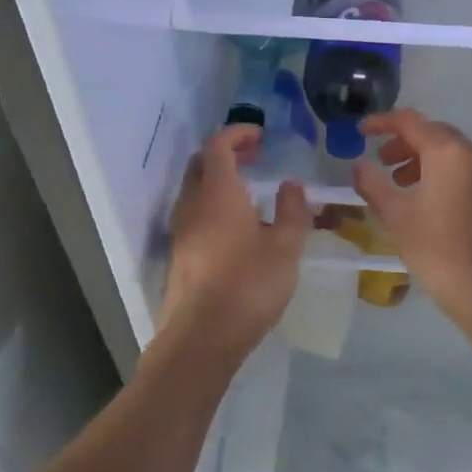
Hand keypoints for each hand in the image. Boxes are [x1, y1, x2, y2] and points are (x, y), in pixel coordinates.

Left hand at [160, 125, 310, 362]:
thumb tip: (292, 184)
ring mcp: (181, 230)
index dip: (237, 134)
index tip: (260, 135)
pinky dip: (211, 202)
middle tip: (253, 156)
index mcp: (217, 193)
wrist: (201, 338)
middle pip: (200, 163)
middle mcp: (192, 204)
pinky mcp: (179, 253)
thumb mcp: (286, 247)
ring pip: (194, 188)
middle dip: (225, 152)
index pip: (218, 146)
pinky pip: (193, 212)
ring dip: (217, 178)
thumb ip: (293, 210)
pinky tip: (235, 225)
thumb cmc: (248, 285)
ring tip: (248, 189)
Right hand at [350, 109, 471, 335]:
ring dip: (419, 157)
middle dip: (402, 141)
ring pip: (448, 150)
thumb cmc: (436, 249)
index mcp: (447, 152)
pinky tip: (422, 197)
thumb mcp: (395, 215)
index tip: (360, 132)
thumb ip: (372, 183)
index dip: (381, 122)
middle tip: (379, 161)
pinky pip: (461, 166)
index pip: (409, 121)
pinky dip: (438, 170)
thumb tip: (359, 165)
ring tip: (397, 182)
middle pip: (432, 132)